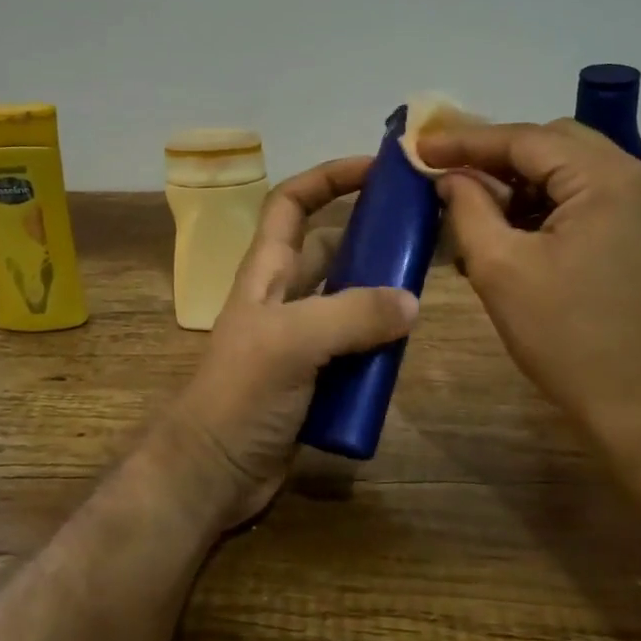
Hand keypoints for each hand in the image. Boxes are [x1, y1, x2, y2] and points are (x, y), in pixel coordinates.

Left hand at [167, 156, 419, 530]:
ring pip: (348, 301)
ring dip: (380, 295)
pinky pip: (355, 348)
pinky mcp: (315, 377)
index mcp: (267, 272)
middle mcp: (284, 297)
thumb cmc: (241, 393)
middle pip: (331, 250)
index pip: (292, 203)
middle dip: (370, 237)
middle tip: (422, 236)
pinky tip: (408, 349)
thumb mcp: (292, 342)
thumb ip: (352, 315)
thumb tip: (411, 301)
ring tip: (426, 291)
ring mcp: (300, 340)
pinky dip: (379, 344)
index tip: (377, 168)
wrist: (214, 473)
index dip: (328, 178)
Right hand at [416, 119, 640, 443]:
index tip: (419, 147)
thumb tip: (449, 177)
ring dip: (524, 185)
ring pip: (574, 172)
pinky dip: (551, 207)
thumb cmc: (570, 339)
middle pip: (554, 145)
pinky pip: (593, 200)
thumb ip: (468, 209)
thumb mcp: (501, 269)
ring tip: (477, 213)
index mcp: (607, 179)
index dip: (466, 141)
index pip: (525, 139)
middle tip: (448, 176)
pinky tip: (517, 235)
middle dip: (497, 159)